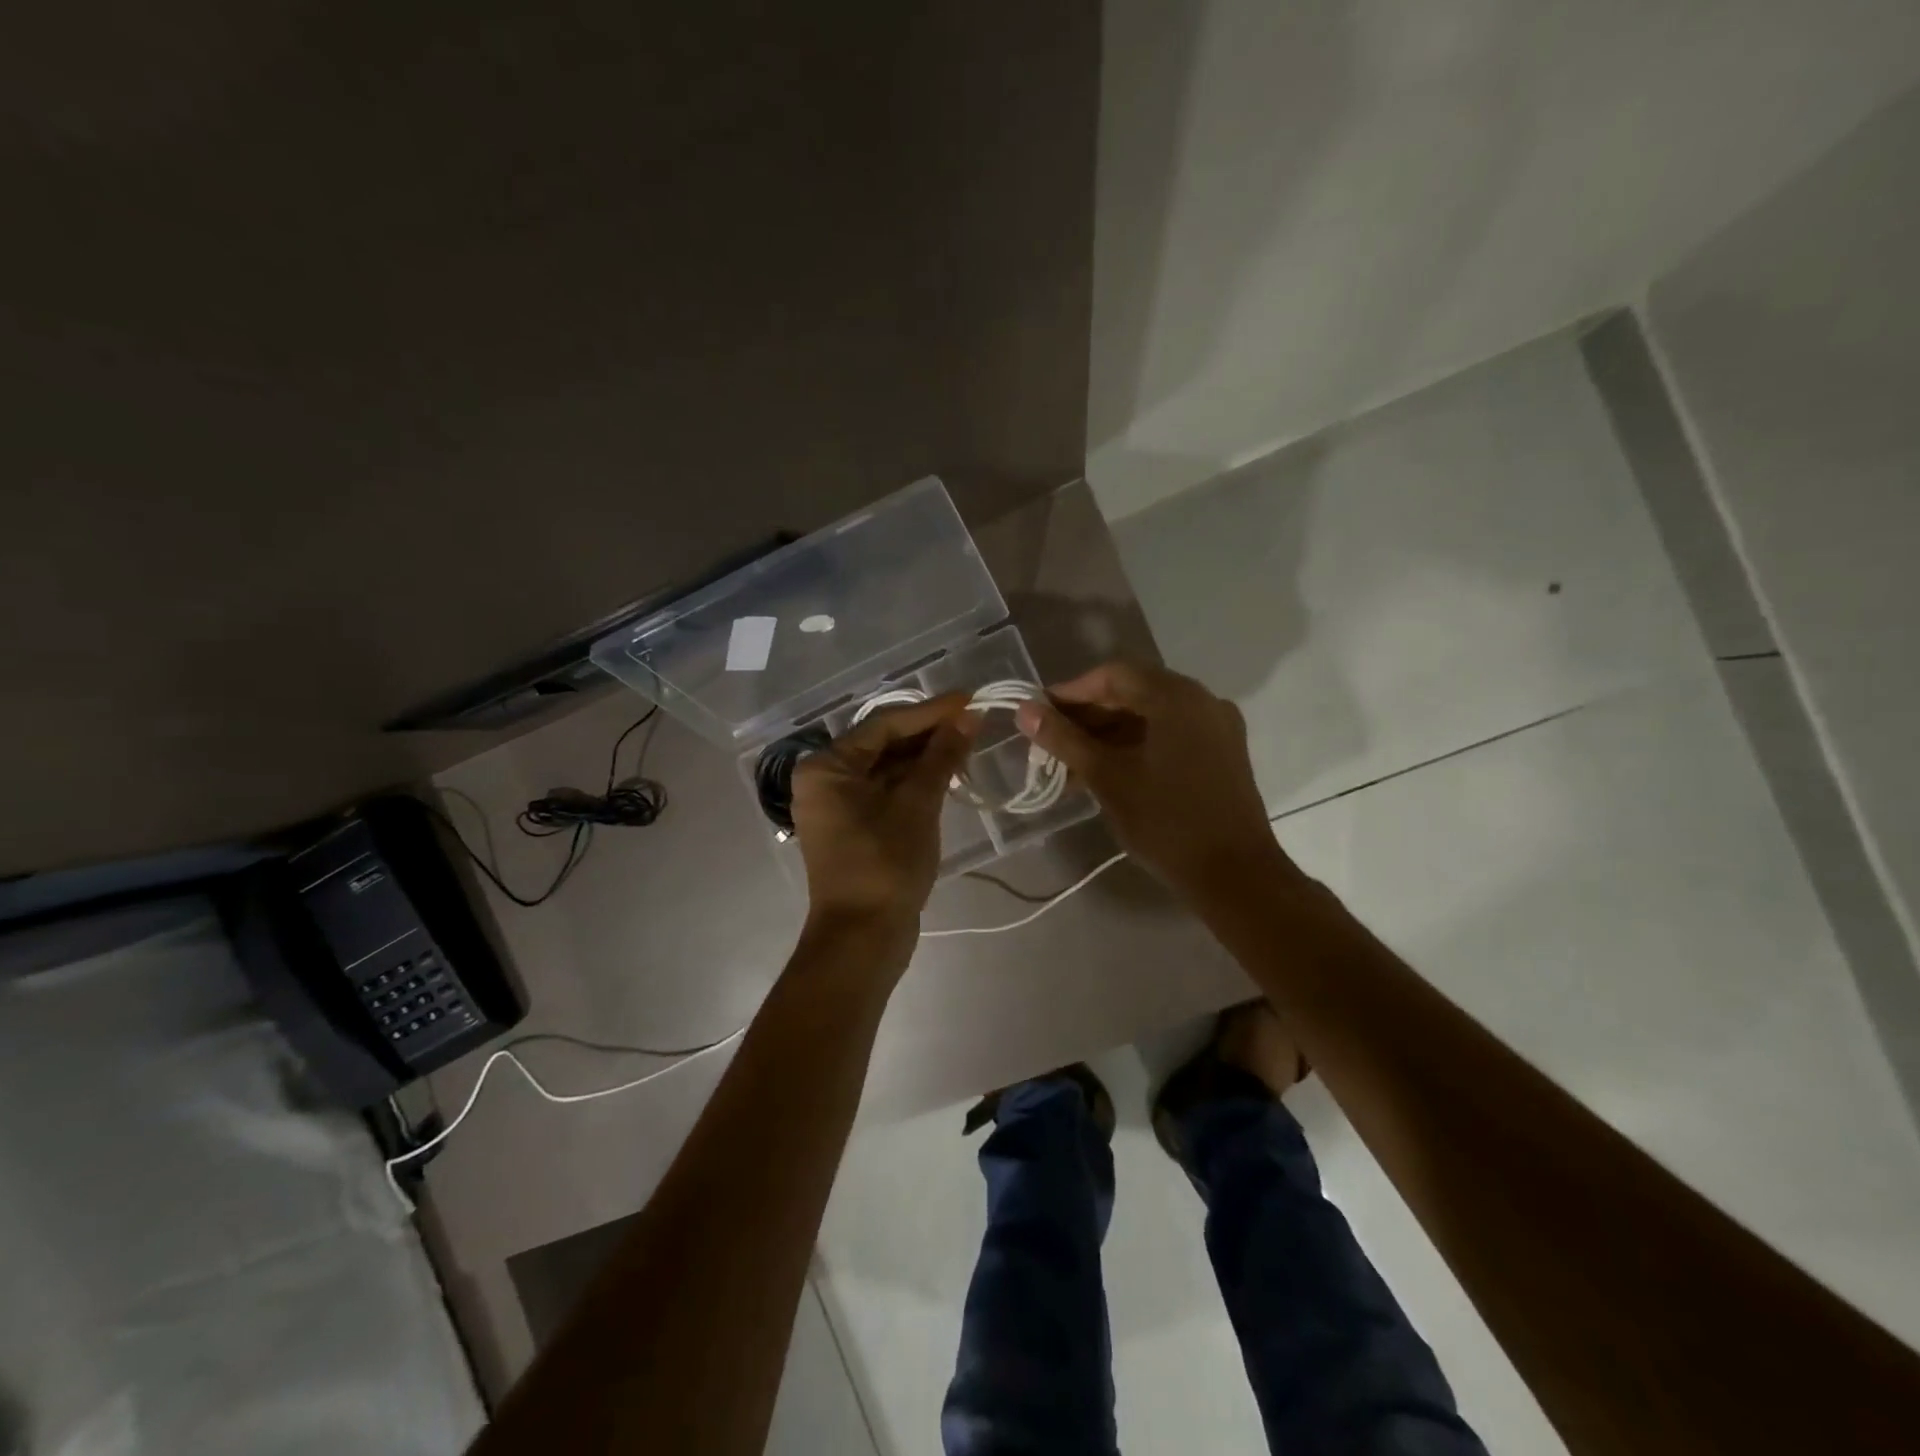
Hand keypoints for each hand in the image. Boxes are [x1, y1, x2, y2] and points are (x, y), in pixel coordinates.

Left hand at [791, 693, 979, 934]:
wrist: (862, 939)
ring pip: (887, 769)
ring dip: (925, 758)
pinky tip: (948, 774)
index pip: (884, 725)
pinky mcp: (853, 827)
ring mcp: (837, 806)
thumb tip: (968, 717)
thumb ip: (941, 756)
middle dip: (929, 734)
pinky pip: (886, 792)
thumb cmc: (885, 865)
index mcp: (827, 767)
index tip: (970, 699)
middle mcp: (824, 780)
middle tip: (974, 721)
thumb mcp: (917, 805)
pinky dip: (915, 783)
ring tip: (968, 743)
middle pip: (883, 744)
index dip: (930, 711)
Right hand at [1015, 662, 1288, 900]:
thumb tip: (1025, 711)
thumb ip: (1064, 739)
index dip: (1072, 692)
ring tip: (1072, 764)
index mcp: (1177, 697)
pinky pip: (1171, 735)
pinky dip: (1137, 745)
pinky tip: (1108, 771)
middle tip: (1052, 741)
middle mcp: (1202, 701)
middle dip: (1089, 715)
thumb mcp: (1107, 777)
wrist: (1234, 875)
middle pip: (1134, 692)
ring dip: (1110, 734)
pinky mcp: (1222, 753)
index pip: (1114, 675)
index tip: (1040, 714)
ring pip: (1152, 716)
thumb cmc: (1166, 821)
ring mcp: (1217, 727)